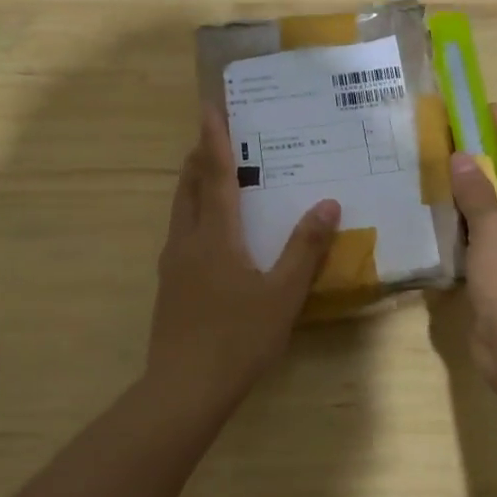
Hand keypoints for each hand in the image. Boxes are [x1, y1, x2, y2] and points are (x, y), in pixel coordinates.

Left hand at [146, 106, 340, 405]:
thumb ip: (305, 248)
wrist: (184, 390)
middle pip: (188, 187)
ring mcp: (173, 265)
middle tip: (214, 135)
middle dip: (198, 157)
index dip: (213, 139)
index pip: (213, 175)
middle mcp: (187, 241)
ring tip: (210, 174)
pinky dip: (193, 214)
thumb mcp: (282, 294)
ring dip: (192, 185)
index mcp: (215, 236)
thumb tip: (327, 203)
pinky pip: (181, 234)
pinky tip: (210, 232)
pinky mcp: (170, 286)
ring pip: (180, 211)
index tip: (209, 106)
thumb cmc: (238, 338)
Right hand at [449, 106, 496, 392]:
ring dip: (473, 196)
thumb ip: (477, 194)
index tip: (488, 108)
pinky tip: (443, 215)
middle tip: (457, 136)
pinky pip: (486, 242)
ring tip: (445, 168)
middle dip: (486, 163)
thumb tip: (463, 159)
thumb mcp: (495, 232)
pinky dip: (467, 227)